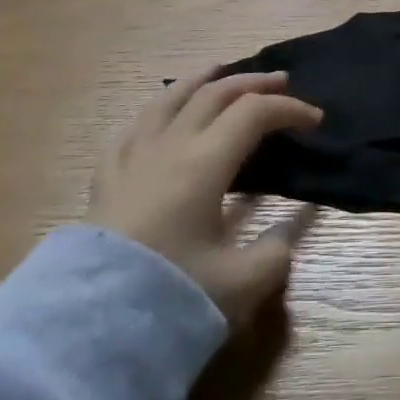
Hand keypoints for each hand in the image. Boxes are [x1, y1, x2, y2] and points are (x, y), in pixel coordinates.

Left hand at [89, 68, 321, 326]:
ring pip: (170, 99)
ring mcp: (132, 157)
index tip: (315, 121)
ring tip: (219, 70)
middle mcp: (169, 146)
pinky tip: (157, 113)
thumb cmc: (167, 298)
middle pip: (215, 94)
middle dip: (254, 84)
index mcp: (205, 163)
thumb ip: (274, 254)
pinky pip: (132, 127)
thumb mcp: (240, 285)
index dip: (289, 109)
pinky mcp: (105, 178)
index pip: (254, 114)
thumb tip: (285, 233)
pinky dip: (155, 110)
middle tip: (281, 83)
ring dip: (203, 80)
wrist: (85, 329)